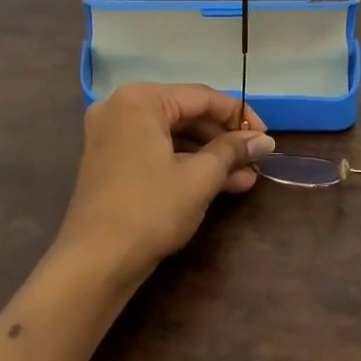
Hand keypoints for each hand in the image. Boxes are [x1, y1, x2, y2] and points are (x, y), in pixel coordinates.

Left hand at [57, 83, 274, 280]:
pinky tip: (216, 184)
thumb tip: (264, 140)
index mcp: (140, 100)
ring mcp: (111, 134)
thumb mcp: (199, 178)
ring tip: (244, 179)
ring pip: (172, 135)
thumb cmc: (149, 210)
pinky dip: (184, 164)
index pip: (202, 98)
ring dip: (208, 155)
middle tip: (256, 161)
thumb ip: (233, 151)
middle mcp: (121, 107)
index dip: (240, 116)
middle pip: (186, 114)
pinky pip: (155, 150)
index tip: (266, 138)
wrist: (94, 263)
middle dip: (224, 140)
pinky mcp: (109, 160)